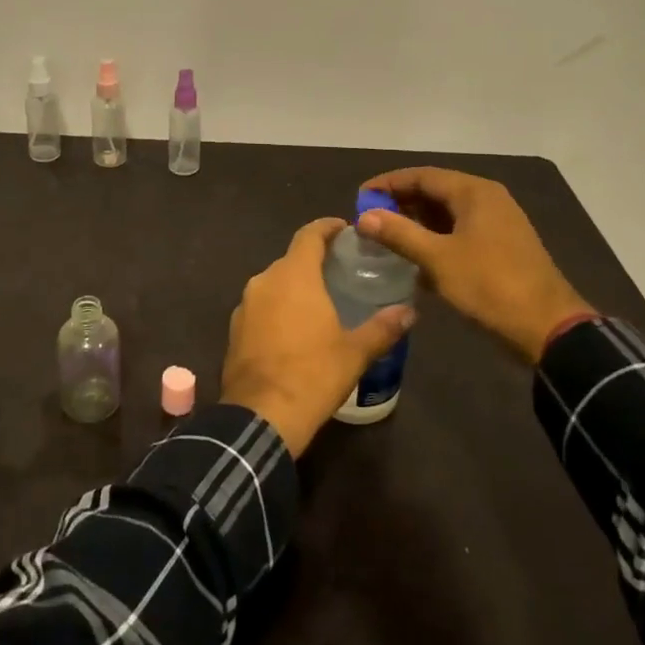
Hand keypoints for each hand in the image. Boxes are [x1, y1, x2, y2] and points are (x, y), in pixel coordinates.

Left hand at [221, 218, 413, 456]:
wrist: (261, 415)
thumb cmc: (312, 375)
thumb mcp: (355, 352)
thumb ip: (383, 327)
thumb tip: (409, 312)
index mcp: (294, 275)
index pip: (309, 235)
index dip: (327, 228)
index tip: (344, 229)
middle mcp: (265, 280)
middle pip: (292, 259)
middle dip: (315, 261)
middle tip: (341, 272)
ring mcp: (245, 304)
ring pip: (274, 283)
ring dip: (295, 287)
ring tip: (321, 301)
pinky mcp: (234, 328)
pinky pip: (261, 306)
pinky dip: (278, 308)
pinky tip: (294, 329)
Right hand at [358, 167, 592, 364]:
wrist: (547, 327)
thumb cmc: (490, 285)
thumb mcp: (438, 259)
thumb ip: (399, 233)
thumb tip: (364, 217)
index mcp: (474, 192)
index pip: (422, 175)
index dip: (388, 184)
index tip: (360, 198)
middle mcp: (487, 199)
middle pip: (435, 191)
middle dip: (401, 203)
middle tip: (370, 220)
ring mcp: (497, 224)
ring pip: (447, 214)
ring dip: (417, 223)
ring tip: (386, 239)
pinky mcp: (501, 247)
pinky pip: (459, 233)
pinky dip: (435, 240)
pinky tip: (415, 260)